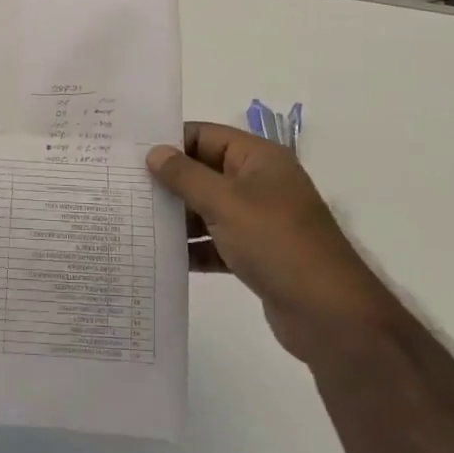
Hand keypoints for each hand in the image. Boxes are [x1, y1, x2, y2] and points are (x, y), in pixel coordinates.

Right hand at [148, 124, 380, 360]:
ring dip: (177, 216)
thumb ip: (186, 176)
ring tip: (134, 221)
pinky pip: (215, 242)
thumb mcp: (226, 202)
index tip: (129, 153)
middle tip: (123, 187)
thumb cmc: (277, 243)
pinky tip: (161, 256)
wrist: (330, 316)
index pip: (205, 136)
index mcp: (258, 159)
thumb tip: (154, 153)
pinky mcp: (255, 255)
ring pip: (207, 209)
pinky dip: (193, 248)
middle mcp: (259, 183)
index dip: (170, 142)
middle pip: (203, 171)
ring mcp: (258, 220)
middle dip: (168, 181)